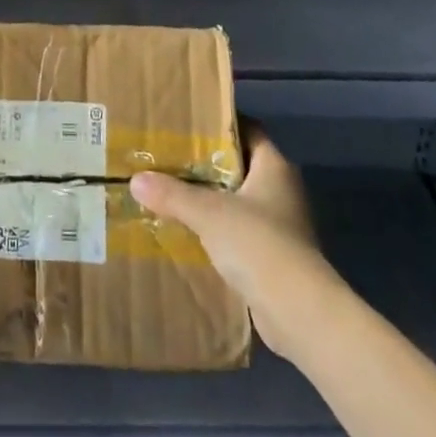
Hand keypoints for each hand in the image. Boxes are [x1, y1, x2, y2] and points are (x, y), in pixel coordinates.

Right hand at [131, 124, 341, 359]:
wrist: (299, 313)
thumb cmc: (258, 243)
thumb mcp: (208, 212)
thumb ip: (172, 194)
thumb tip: (136, 180)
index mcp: (274, 166)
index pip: (248, 130)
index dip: (222, 124)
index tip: (190, 123)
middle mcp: (282, 191)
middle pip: (241, 166)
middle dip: (209, 164)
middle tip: (172, 156)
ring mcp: (282, 227)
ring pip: (240, 202)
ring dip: (213, 200)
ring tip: (174, 193)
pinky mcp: (276, 260)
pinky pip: (241, 234)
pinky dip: (220, 233)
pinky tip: (191, 234)